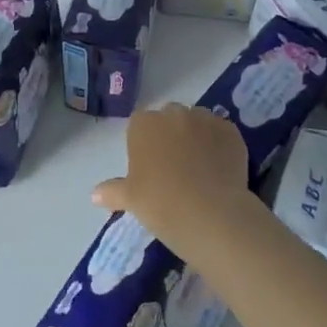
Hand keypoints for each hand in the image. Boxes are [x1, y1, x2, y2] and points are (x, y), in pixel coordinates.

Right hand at [92, 105, 253, 249]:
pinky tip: (220, 169)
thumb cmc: (160, 203)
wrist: (210, 213)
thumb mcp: (130, 199)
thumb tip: (94, 195)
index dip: (145, 144)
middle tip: (175, 167)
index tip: (149, 168)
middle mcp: (174, 113)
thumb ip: (112, 191)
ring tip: (201, 168)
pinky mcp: (231, 132)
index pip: (140, 125)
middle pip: (170, 118)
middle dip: (171, 135)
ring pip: (197, 123)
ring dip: (196, 137)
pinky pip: (221, 134)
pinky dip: (219, 146)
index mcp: (144, 124)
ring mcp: (205, 119)